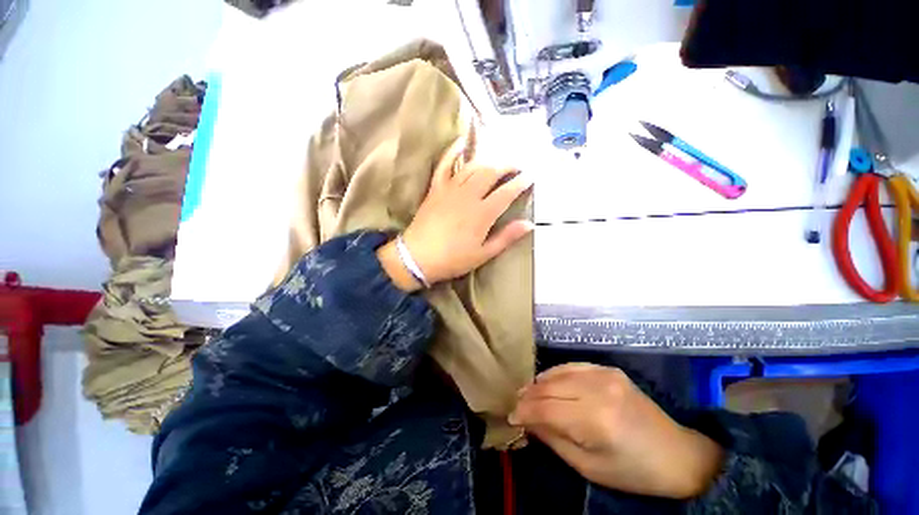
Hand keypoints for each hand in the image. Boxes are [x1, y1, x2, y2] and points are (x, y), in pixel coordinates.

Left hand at [378, 137, 533, 290]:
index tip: (530, 177)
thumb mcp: (483, 254)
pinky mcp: (436, 188)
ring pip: (473, 167)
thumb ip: (506, 237)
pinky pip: (444, 164)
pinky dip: (452, 151)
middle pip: (491, 173)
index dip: (521, 183)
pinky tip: (461, 142)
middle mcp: (468, 196)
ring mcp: (450, 189)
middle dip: (507, 166)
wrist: (418, 257)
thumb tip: (530, 224)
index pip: (507, 192)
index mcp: (482, 214)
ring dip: (488, 161)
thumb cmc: (453, 259)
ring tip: (498, 161)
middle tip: (517, 166)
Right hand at [509, 363, 723, 498]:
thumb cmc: (632, 471)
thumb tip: (527, 421)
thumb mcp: (588, 468)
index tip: (511, 416)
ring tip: (528, 394)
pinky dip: (555, 374)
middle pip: (549, 386)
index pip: (546, 409)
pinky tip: (548, 382)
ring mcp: (605, 374)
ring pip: (558, 372)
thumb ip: (553, 439)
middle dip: (528, 396)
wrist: (678, 454)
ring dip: (539, 383)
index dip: (524, 411)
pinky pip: (572, 366)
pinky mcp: (608, 368)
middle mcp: (598, 389)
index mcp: (596, 420)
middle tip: (517, 405)